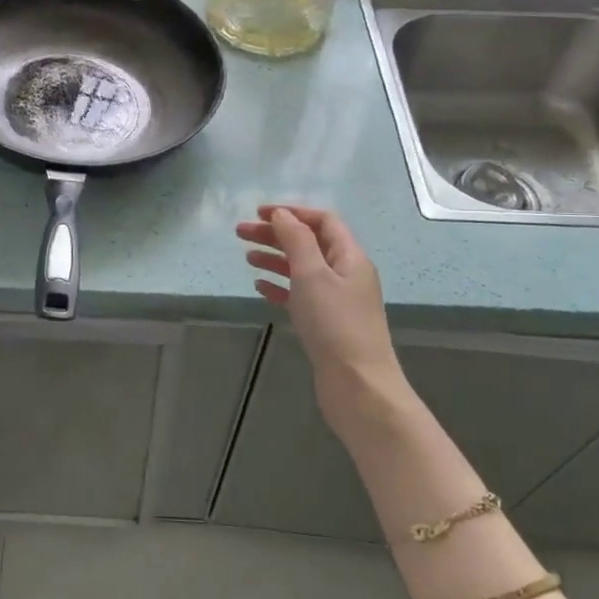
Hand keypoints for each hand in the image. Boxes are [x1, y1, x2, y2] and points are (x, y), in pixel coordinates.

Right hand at [236, 205, 407, 440]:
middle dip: (276, 234)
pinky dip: (280, 287)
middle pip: (308, 243)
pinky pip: (300, 296)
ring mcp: (336, 300)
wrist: (358, 386)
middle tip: (240, 233)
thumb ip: (296, 240)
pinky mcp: (325, 324)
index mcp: (350, 257)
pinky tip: (260, 288)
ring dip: (275, 259)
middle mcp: (346, 274)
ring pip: (302, 269)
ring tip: (247, 257)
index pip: (322, 221)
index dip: (291, 212)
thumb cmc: (335, 325)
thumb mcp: (313, 275)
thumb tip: (282, 214)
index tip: (258, 213)